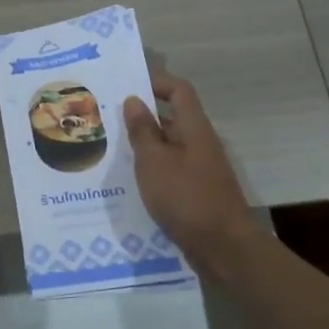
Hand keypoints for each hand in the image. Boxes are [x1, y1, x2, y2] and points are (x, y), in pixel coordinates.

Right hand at [123, 72, 257, 262]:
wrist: (222, 246)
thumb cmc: (186, 197)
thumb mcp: (154, 162)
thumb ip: (143, 131)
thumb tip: (134, 100)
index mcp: (193, 128)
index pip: (178, 90)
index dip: (155, 81)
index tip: (126, 83)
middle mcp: (199, 143)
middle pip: (172, 118)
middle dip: (141, 115)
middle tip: (107, 117)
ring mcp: (200, 168)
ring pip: (168, 146)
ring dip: (143, 145)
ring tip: (109, 148)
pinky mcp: (196, 192)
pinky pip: (170, 170)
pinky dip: (151, 170)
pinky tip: (128, 181)